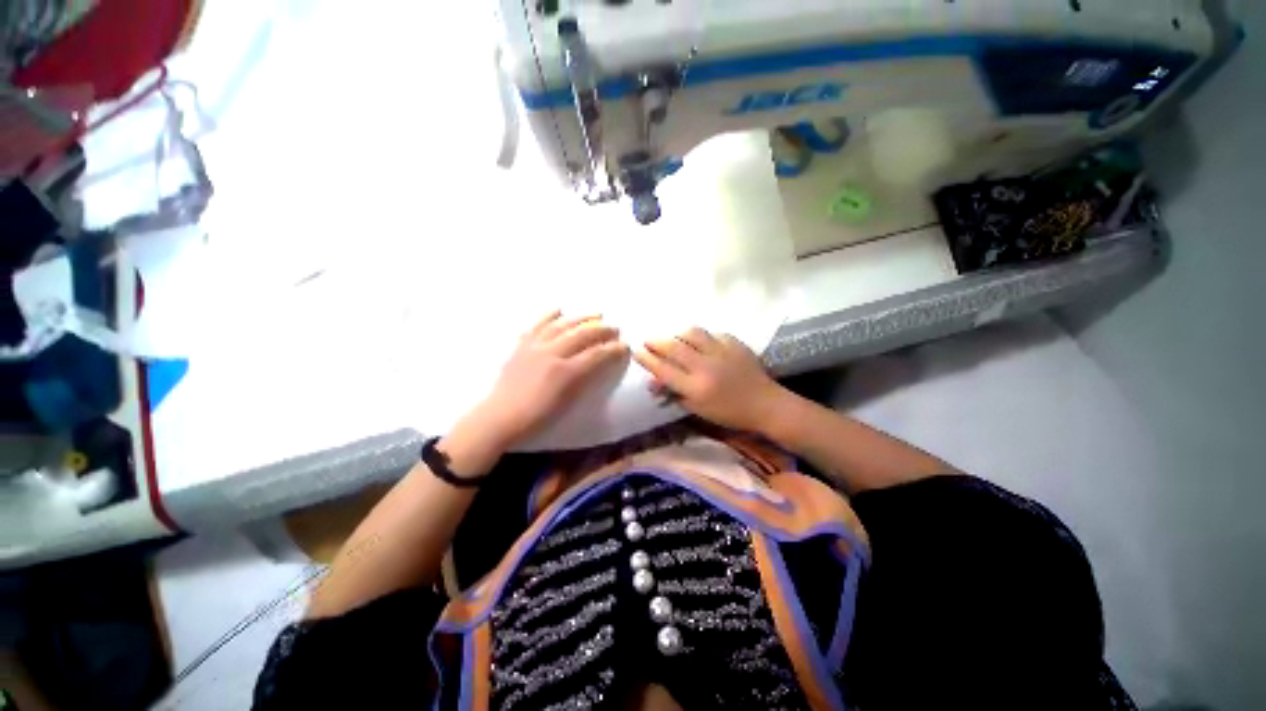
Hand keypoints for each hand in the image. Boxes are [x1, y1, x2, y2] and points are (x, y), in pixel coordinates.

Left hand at [466, 311, 627, 448]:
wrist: (500, 417)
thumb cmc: (536, 418)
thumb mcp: (567, 402)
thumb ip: (584, 381)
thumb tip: (598, 365)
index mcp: (565, 372)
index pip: (596, 355)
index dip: (613, 349)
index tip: (625, 345)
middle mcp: (552, 354)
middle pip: (582, 335)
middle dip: (602, 330)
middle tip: (615, 328)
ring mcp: (535, 347)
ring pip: (562, 326)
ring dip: (581, 318)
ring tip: (596, 314)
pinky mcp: (522, 346)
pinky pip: (537, 326)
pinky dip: (549, 317)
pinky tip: (559, 310)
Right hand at [633, 327, 788, 434]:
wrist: (765, 404)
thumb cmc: (729, 413)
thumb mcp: (698, 409)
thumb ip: (675, 394)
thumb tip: (653, 382)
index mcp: (695, 387)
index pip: (663, 369)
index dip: (647, 359)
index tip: (636, 351)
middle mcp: (705, 366)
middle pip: (673, 347)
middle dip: (656, 342)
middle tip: (648, 341)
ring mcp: (721, 352)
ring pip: (691, 333)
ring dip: (678, 335)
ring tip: (674, 339)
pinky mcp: (734, 343)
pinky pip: (712, 333)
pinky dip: (702, 337)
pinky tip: (702, 342)